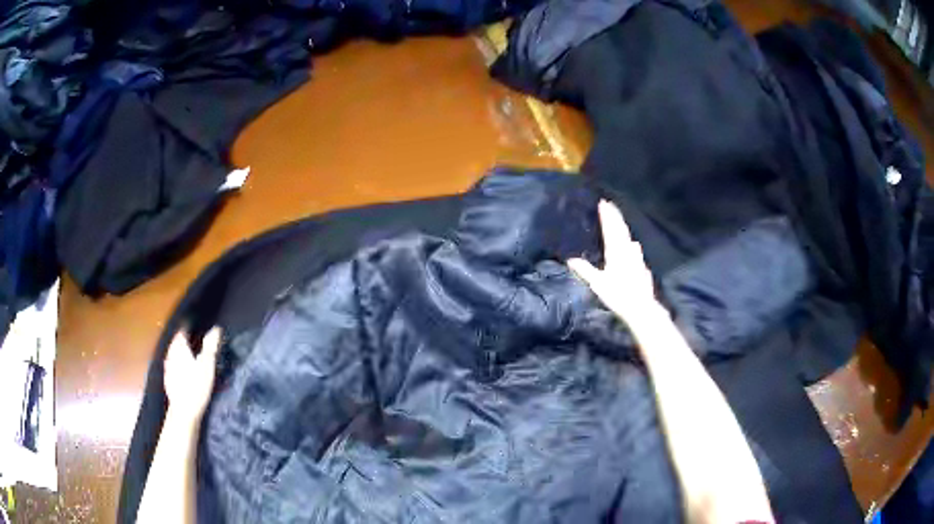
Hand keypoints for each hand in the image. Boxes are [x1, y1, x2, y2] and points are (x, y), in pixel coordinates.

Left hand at [164, 328, 220, 424]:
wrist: (184, 411)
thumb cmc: (196, 386)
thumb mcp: (207, 365)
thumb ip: (211, 346)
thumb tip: (216, 328)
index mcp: (179, 347)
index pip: (182, 330)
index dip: (189, 326)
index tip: (196, 325)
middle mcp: (171, 354)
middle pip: (176, 341)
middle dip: (184, 339)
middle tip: (195, 339)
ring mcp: (168, 367)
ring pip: (174, 353)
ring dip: (181, 351)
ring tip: (190, 354)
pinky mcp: (168, 379)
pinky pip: (173, 365)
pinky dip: (178, 364)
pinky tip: (184, 371)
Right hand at [567, 200, 657, 321]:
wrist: (641, 307)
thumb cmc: (618, 295)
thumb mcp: (598, 283)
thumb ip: (585, 270)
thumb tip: (570, 259)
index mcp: (615, 251)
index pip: (610, 229)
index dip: (607, 216)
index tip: (603, 203)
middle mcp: (627, 250)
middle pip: (621, 229)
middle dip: (615, 216)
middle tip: (610, 205)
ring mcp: (637, 257)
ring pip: (628, 237)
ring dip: (623, 227)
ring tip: (619, 221)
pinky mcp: (641, 265)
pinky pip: (634, 248)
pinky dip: (629, 242)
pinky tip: (632, 245)